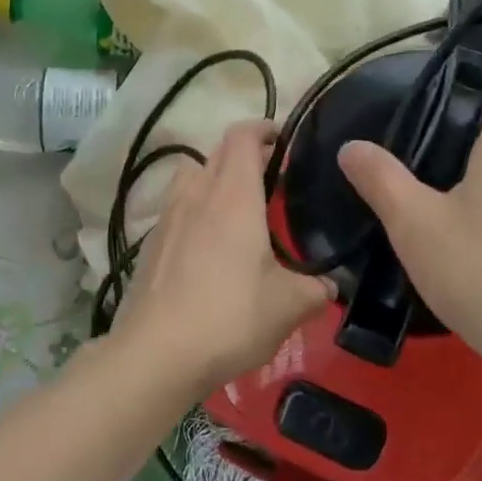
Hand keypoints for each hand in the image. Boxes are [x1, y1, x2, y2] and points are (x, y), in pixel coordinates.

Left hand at [109, 121, 333, 389]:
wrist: (156, 352)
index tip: (283, 139)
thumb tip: (332, 285)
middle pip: (215, 152)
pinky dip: (193, 213)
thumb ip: (316, 288)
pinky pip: (175, 210)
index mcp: (232, 195)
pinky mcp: (149, 245)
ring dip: (213, 180)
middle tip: (271, 179)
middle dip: (243, 155)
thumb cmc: (230, 316)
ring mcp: (166, 218)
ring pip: (190, 178)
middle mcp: (195, 194)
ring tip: (236, 210)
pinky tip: (207, 250)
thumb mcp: (289, 305)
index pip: (242, 136)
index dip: (263, 128)